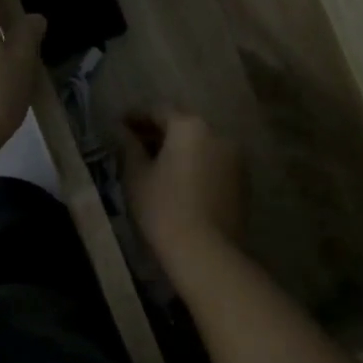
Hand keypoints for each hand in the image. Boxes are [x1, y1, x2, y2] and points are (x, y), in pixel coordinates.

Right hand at [121, 111, 246, 268]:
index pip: (159, 111)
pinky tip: (179, 181)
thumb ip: (129, 147)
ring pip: (201, 144)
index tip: (120, 125)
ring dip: (179, 148)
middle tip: (136, 143)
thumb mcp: (137, 176)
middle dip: (159, 131)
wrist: (205, 252)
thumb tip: (124, 132)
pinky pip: (213, 162)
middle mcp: (217, 134)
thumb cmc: (163, 209)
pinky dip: (195, 164)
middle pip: (184, 125)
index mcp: (190, 127)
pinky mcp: (242, 181)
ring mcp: (235, 158)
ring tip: (156, 164)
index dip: (137, 117)